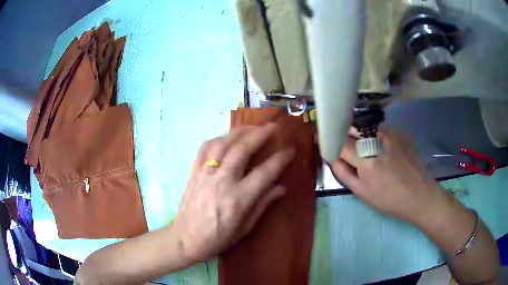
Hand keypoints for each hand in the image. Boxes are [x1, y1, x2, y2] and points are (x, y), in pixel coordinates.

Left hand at [172, 124, 293, 263]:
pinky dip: (219, 138)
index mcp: (238, 200)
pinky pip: (205, 147)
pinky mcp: (193, 171)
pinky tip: (228, 136)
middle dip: (260, 134)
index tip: (290, 150)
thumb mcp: (245, 228)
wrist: (185, 238)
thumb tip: (281, 187)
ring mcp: (205, 174)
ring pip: (223, 143)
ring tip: (253, 127)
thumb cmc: (218, 238)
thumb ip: (263, 204)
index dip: (280, 159)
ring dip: (240, 131)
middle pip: (242, 150)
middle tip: (273, 126)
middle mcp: (222, 182)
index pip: (264, 173)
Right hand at [329, 128, 441, 224]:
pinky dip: (372, 134)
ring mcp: (390, 133)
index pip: (339, 142)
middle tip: (341, 142)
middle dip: (342, 132)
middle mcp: (376, 140)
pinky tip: (379, 146)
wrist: (420, 194)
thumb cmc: (389, 200)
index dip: (329, 140)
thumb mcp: (362, 193)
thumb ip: (343, 172)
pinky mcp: (399, 132)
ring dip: (357, 132)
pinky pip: (379, 127)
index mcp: (365, 159)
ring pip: (365, 125)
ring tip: (361, 145)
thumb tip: (330, 157)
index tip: (322, 139)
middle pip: (351, 127)